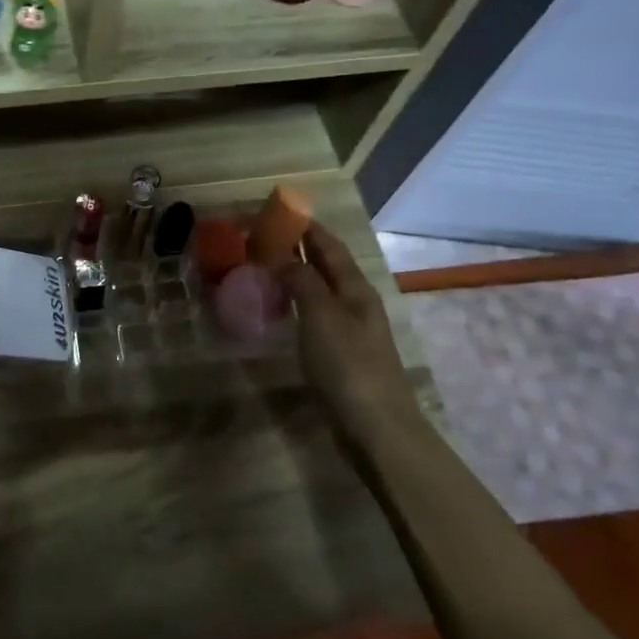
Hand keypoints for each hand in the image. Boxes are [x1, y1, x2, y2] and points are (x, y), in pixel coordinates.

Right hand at [279, 222, 419, 430]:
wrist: (376, 427)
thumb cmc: (348, 365)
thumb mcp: (322, 316)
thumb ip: (302, 282)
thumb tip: (282, 256)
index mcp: (355, 288)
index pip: (328, 245)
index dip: (305, 226)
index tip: (276, 211)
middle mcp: (355, 302)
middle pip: (325, 265)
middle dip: (297, 247)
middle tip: (261, 237)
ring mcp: (349, 329)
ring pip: (319, 290)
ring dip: (294, 275)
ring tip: (263, 266)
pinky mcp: (339, 353)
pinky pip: (313, 315)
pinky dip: (294, 303)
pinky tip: (278, 309)